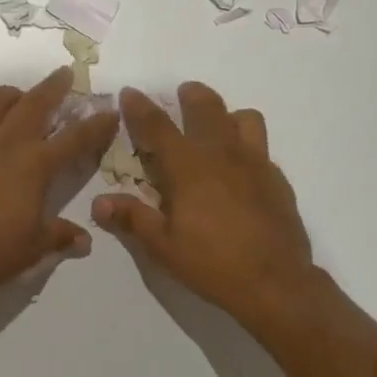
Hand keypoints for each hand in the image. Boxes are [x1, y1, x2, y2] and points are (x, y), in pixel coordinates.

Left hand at [0, 66, 120, 307]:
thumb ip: (61, 236)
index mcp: (35, 165)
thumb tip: (85, 240)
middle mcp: (7, 142)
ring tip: (17, 98)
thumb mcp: (34, 249)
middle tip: (64, 74)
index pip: (76, 138)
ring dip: (11, 94)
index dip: (97, 124)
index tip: (110, 111)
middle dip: (54, 85)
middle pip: (35, 102)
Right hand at [91, 82, 314, 327]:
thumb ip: (132, 218)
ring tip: (218, 128)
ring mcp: (255, 162)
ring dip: (227, 115)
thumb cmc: (213, 264)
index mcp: (188, 166)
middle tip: (183, 94)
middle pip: (206, 106)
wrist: (276, 283)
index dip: (140, 107)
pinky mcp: (277, 178)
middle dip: (191, 95)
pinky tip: (242, 170)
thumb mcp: (163, 246)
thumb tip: (99, 202)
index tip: (130, 92)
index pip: (158, 125)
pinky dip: (248, 147)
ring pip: (244, 118)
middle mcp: (222, 153)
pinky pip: (262, 148)